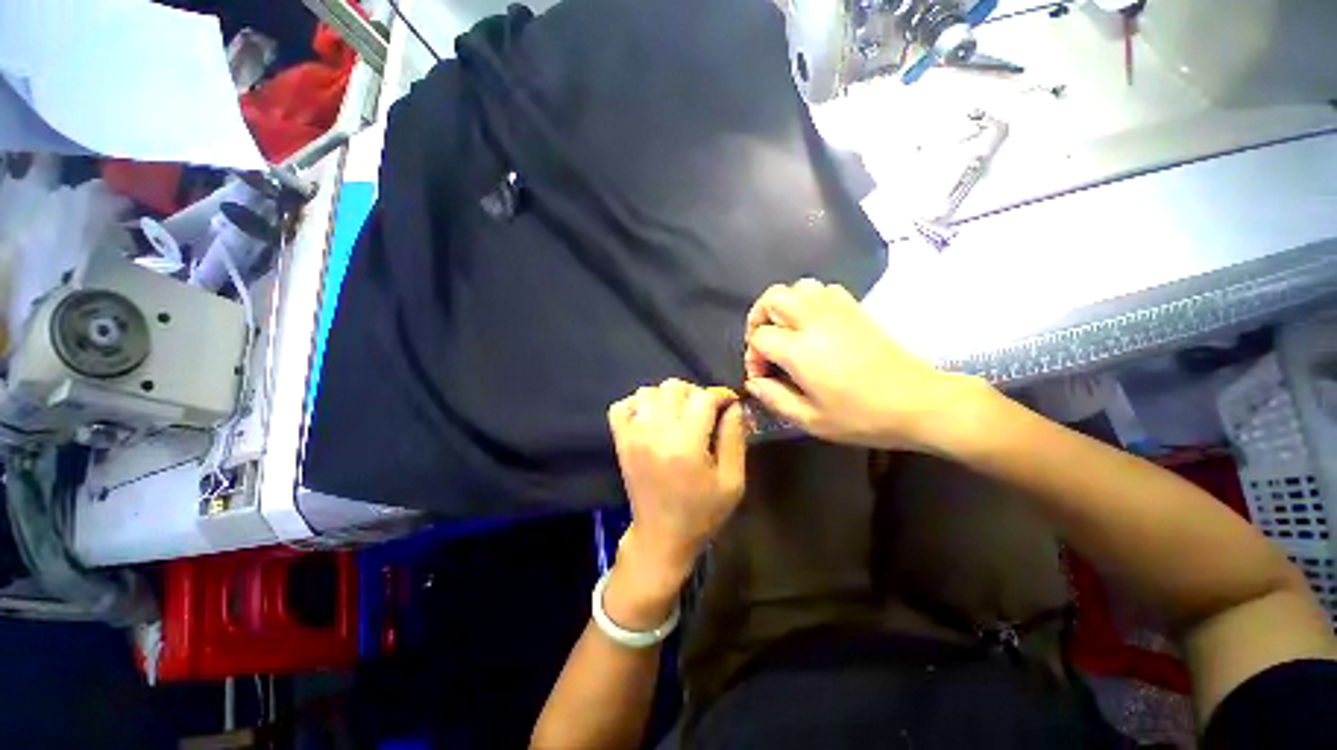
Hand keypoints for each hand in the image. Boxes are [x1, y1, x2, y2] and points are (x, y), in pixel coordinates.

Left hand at [607, 380, 746, 590]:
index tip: (730, 403)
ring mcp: (633, 436)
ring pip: (648, 391)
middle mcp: (655, 434)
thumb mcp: (732, 481)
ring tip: (679, 415)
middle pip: (674, 387)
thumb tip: (733, 405)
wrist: (661, 537)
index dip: (721, 395)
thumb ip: (735, 437)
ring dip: (668, 397)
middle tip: (705, 412)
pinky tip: (652, 418)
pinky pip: (621, 406)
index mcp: (686, 445)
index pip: (703, 397)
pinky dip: (638, 404)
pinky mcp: (620, 442)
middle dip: (695, 393)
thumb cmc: (702, 513)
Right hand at [743, 279, 983, 450]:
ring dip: (783, 305)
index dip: (752, 356)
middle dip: (759, 318)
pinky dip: (809, 300)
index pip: (760, 337)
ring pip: (798, 286)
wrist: (917, 403)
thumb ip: (775, 398)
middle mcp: (815, 321)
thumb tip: (753, 383)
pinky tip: (813, 324)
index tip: (762, 376)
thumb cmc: (861, 417)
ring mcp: (838, 310)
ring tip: (786, 330)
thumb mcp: (811, 420)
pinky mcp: (856, 309)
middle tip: (764, 344)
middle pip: (773, 298)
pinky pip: (824, 289)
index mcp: (801, 350)